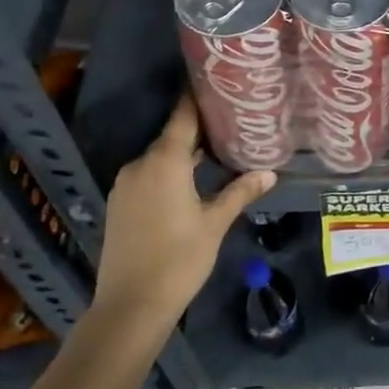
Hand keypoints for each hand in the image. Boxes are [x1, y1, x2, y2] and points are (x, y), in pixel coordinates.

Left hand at [95, 96, 274, 319]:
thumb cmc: (179, 259)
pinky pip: (148, 175)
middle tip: (231, 122)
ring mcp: (125, 184)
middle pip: (172, 136)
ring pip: (160, 158)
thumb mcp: (215, 223)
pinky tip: (190, 182)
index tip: (216, 82)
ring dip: (184, 154)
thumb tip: (269, 172)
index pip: (183, 117)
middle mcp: (140, 164)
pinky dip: (168, 172)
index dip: (198, 98)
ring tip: (217, 151)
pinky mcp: (119, 203)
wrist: (130, 305)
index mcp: (164, 161)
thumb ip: (240, 192)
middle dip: (199, 130)